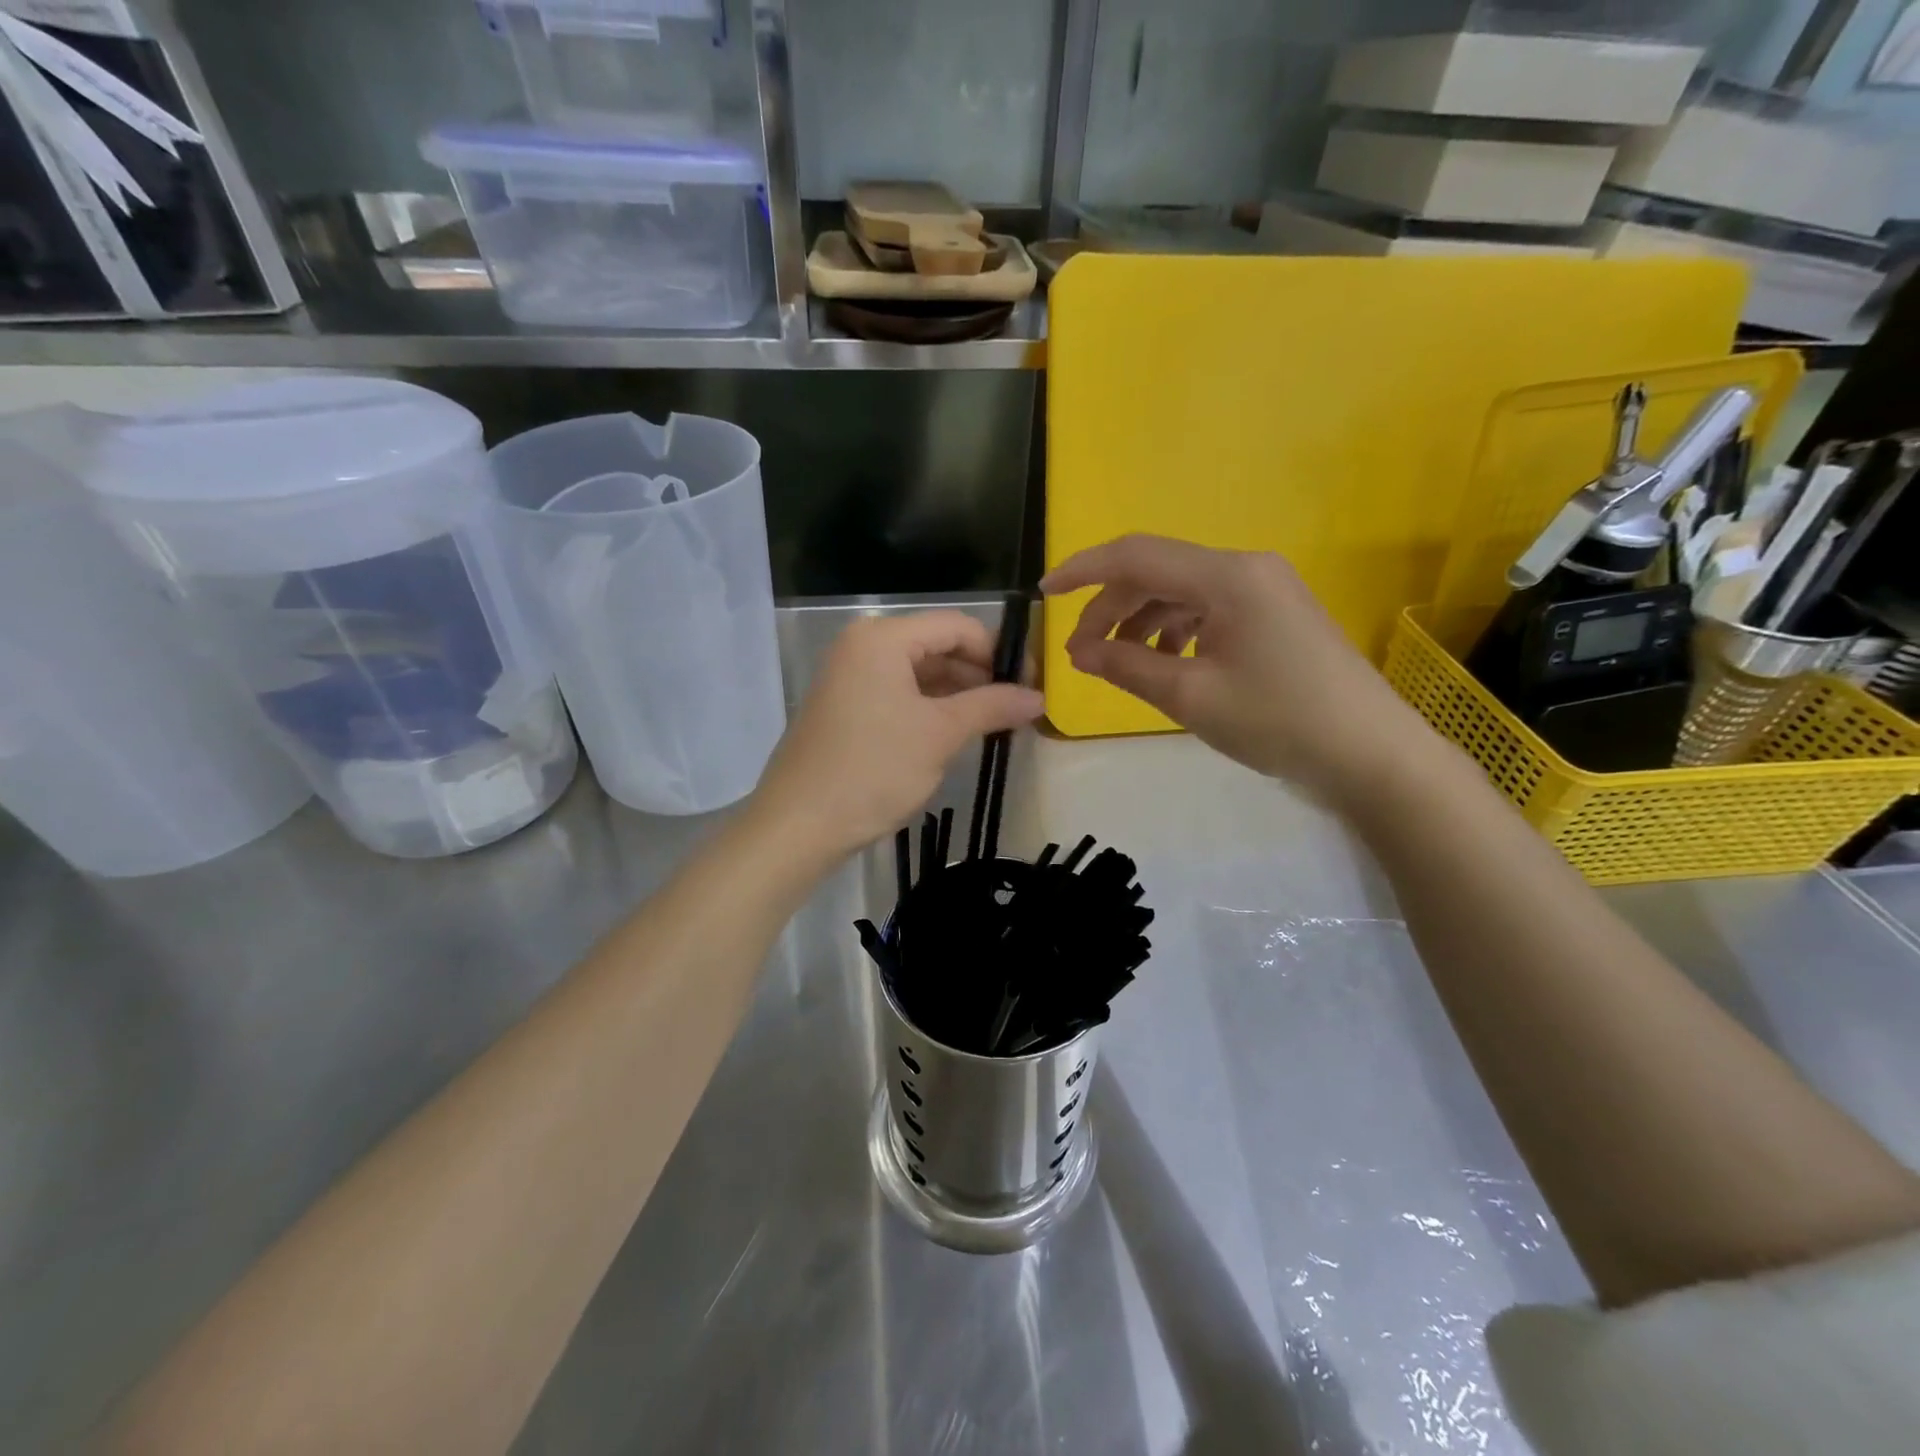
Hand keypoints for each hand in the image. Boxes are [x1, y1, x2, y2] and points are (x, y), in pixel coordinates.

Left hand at [751, 611, 1043, 862]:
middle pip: (937, 646)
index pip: (957, 626)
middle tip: (1017, 709)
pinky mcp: (845, 707)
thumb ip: (992, 706)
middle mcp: (862, 646)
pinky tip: (956, 734)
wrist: (799, 825)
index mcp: (883, 638)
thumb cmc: (873, 769)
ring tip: (994, 725)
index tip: (1031, 685)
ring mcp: (850, 677)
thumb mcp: (940, 734)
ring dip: (958, 695)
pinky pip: (898, 694)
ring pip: (919, 673)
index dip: (999, 653)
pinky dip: (930, 709)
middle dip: (980, 675)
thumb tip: (1039, 697)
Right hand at [1041, 534, 1433, 800]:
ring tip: (1119, 663)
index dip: (1083, 571)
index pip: (1136, 555)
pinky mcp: (1274, 613)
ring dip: (1141, 622)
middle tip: (1081, 654)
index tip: (1044, 595)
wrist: (1370, 753)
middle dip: (1111, 608)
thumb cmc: (1277, 721)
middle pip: (1157, 572)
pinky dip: (1174, 630)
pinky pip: (1208, 608)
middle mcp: (1245, 568)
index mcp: (1226, 577)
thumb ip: (1127, 667)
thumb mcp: (1191, 696)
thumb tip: (1080, 654)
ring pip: (1181, 592)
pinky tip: (1166, 663)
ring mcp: (1264, 589)